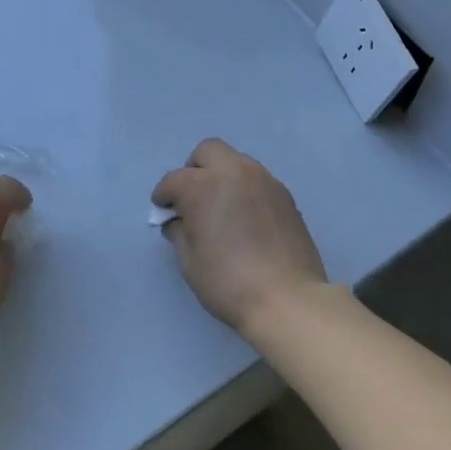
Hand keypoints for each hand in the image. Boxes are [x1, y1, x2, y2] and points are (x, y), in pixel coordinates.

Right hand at [151, 139, 326, 333]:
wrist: (286, 298)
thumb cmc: (228, 282)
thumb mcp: (189, 262)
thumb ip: (179, 232)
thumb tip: (179, 221)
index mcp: (202, 186)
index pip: (174, 180)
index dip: (164, 196)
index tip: (164, 211)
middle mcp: (233, 172)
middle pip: (207, 151)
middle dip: (194, 169)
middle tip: (192, 198)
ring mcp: (263, 180)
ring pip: (236, 161)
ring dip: (222, 176)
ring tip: (222, 207)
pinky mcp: (284, 194)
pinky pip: (257, 179)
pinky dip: (244, 189)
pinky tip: (246, 217)